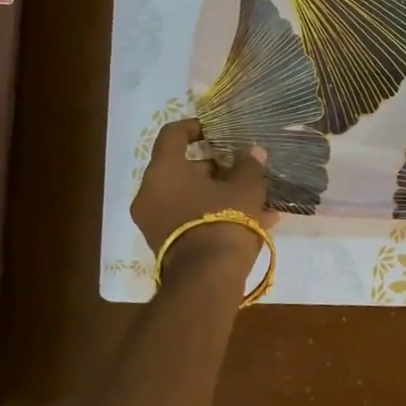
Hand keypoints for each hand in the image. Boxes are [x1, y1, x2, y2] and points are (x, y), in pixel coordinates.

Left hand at [132, 120, 275, 278]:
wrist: (207, 279)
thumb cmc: (224, 220)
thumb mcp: (246, 187)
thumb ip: (249, 165)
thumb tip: (253, 152)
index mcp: (164, 170)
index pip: (173, 134)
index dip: (195, 127)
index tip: (216, 130)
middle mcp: (150, 192)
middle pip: (182, 168)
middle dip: (216, 168)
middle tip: (242, 170)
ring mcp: (154, 221)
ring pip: (189, 196)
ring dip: (218, 194)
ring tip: (255, 199)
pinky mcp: (165, 244)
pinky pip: (189, 218)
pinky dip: (213, 215)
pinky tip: (251, 222)